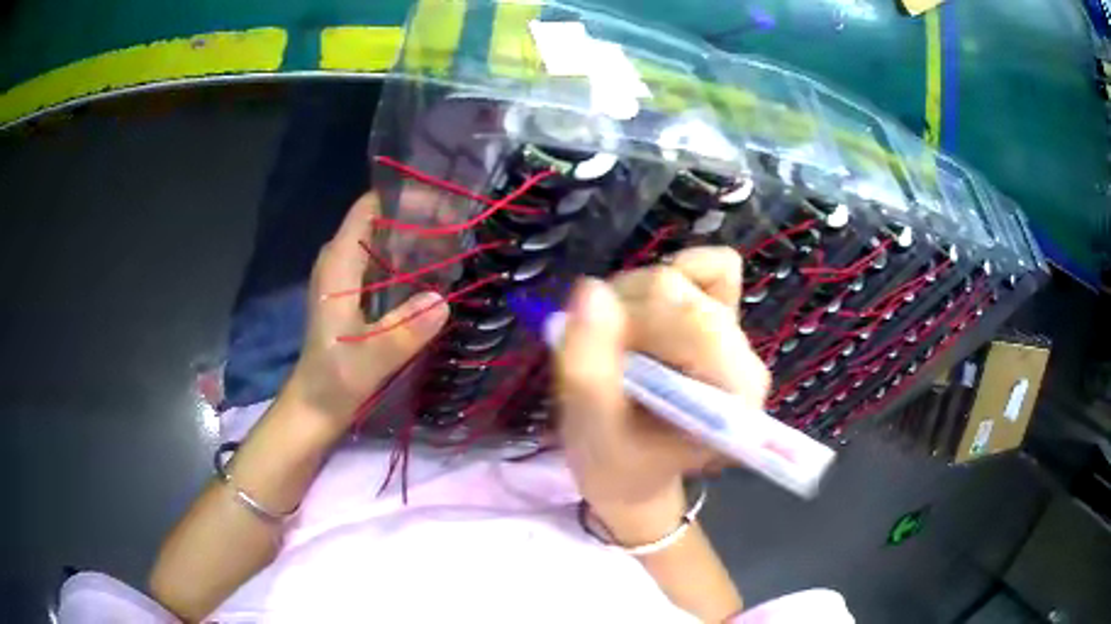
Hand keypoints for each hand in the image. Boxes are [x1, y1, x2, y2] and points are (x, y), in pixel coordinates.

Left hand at [282, 193, 449, 435]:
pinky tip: (433, 274)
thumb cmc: (334, 379)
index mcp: (338, 264)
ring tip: (455, 244)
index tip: (443, 204)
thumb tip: (443, 301)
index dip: (404, 198)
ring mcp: (344, 278)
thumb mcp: (370, 358)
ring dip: (415, 240)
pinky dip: (407, 262)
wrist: (314, 406)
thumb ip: (403, 330)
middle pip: (379, 221)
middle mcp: (339, 262)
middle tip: (459, 226)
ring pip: (382, 242)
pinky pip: (382, 264)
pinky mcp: (351, 296)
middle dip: (417, 217)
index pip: (369, 208)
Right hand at [555, 247, 769, 543]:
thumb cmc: (615, 465)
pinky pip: (710, 269)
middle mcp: (746, 360)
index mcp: (731, 394)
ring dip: (634, 299)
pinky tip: (643, 315)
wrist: (635, 475)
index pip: (692, 319)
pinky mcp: (723, 319)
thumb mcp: (591, 430)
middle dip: (627, 310)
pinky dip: (667, 280)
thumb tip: (590, 288)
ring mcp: (737, 336)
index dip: (632, 319)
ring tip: (616, 345)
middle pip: (684, 291)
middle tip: (600, 351)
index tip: (598, 350)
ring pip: (687, 276)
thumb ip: (588, 366)